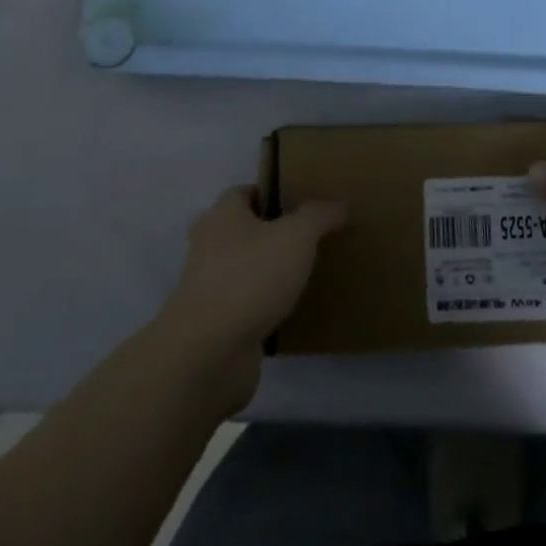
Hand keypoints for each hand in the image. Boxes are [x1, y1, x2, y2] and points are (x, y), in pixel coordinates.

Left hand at [160, 187, 345, 408]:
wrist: (209, 353)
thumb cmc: (250, 278)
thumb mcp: (296, 236)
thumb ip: (318, 216)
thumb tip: (338, 204)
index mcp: (221, 216)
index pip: (242, 193)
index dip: (270, 194)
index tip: (300, 204)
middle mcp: (208, 247)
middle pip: (241, 231)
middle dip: (270, 233)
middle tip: (307, 238)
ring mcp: (207, 288)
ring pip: (243, 269)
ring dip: (266, 272)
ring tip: (304, 274)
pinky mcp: (213, 325)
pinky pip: (244, 306)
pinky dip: (263, 307)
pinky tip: (291, 311)